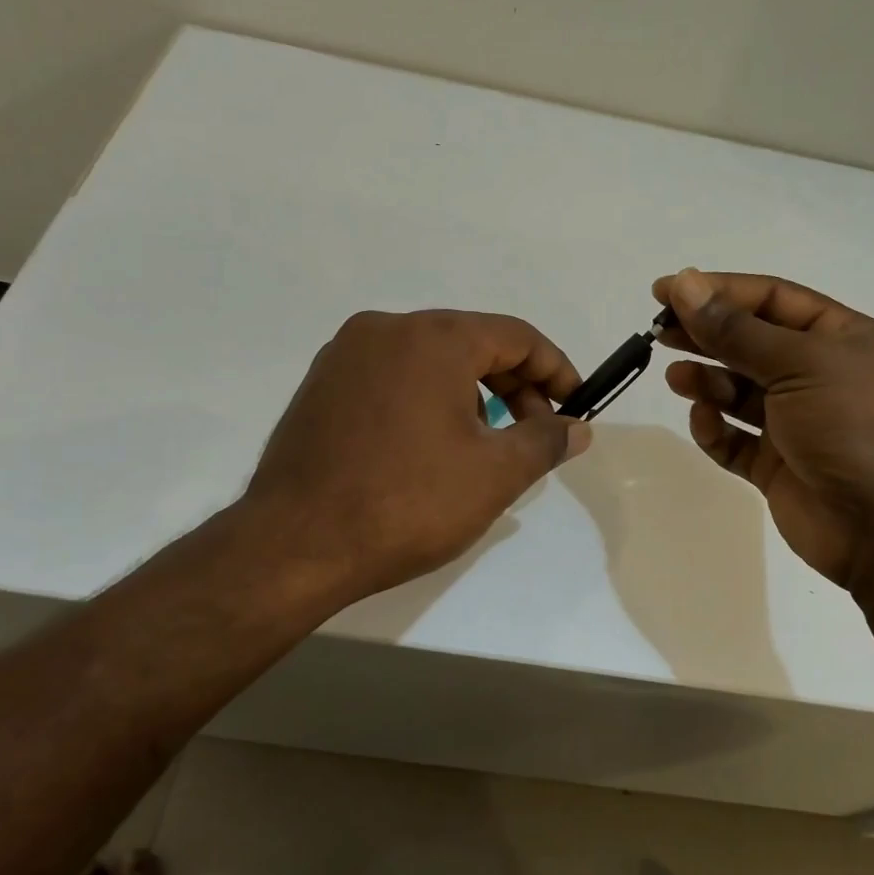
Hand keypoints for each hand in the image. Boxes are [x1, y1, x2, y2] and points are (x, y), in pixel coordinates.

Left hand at [237, 309, 590, 608]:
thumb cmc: (407, 503)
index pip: (516, 336)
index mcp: (433, 338)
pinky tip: (431, 446)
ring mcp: (345, 355)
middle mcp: (386, 329)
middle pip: (471, 342)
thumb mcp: (494, 474)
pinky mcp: (321, 385)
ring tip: (484, 446)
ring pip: (430, 360)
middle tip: (534, 433)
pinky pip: (392, 377)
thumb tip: (579, 427)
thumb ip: (545, 441)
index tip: (575, 406)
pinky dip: (427, 399)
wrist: (295, 545)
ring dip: (471, 393)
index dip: (555, 369)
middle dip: (514, 385)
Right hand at [654, 268, 873, 591]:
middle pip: (750, 342)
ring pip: (739, 392)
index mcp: (839, 338)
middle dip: (706, 335)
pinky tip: (704, 421)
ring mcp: (797, 423)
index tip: (666, 289)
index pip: (771, 299)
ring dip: (707, 381)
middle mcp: (818, 375)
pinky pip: (736, 439)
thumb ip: (736, 330)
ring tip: (677, 378)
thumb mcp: (799, 365)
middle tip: (659, 331)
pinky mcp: (777, 465)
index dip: (718, 290)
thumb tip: (685, 283)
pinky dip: (716, 429)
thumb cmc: (855, 427)